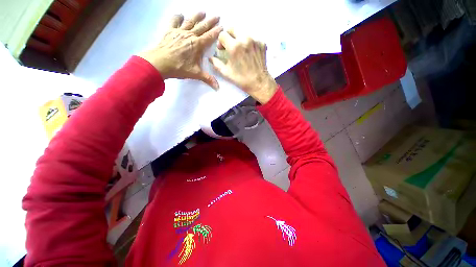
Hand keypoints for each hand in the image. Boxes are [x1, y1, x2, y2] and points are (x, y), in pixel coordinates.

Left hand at [138, 12, 221, 88]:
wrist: (160, 63)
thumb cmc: (179, 68)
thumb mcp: (196, 74)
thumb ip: (208, 79)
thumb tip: (218, 87)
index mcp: (197, 45)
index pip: (210, 37)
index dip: (217, 32)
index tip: (222, 27)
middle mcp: (190, 35)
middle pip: (202, 26)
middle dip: (210, 21)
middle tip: (217, 16)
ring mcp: (179, 32)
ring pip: (190, 21)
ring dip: (197, 16)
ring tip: (202, 12)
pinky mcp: (170, 31)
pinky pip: (174, 21)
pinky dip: (177, 17)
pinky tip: (180, 15)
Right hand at [209, 29, 276, 103]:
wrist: (259, 83)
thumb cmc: (242, 79)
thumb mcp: (226, 73)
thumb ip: (216, 64)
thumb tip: (210, 58)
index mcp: (234, 47)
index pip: (223, 34)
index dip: (220, 41)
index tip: (222, 49)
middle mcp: (245, 39)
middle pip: (232, 28)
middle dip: (228, 36)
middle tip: (229, 46)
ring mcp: (255, 40)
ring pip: (243, 32)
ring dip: (238, 39)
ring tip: (240, 50)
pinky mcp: (262, 43)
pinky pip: (252, 38)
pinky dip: (248, 43)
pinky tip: (249, 53)